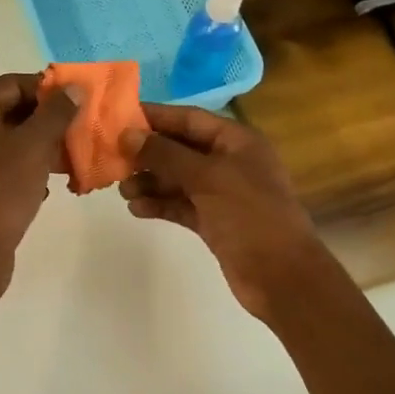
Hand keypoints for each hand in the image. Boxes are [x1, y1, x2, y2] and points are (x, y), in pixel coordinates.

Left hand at [0, 73, 78, 280]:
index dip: (46, 87)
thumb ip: (55, 113)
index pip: (12, 84)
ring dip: (44, 147)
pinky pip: (9, 170)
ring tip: (74, 158)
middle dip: (49, 119)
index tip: (78, 100)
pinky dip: (32, 172)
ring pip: (14, 143)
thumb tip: (73, 88)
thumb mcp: (33, 146)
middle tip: (81, 129)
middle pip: (13, 112)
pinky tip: (51, 188)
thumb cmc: (0, 191)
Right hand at [118, 105, 333, 322]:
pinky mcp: (214, 221)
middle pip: (180, 148)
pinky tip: (137, 209)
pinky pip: (180, 204)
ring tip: (123, 191)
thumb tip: (128, 135)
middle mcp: (229, 161)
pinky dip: (160, 204)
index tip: (118, 118)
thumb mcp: (207, 177)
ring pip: (177, 178)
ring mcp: (222, 193)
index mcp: (236, 141)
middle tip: (112, 159)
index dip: (154, 117)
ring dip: (150, 181)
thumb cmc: (250, 215)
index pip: (188, 118)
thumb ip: (166, 154)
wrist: (282, 277)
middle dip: (147, 153)